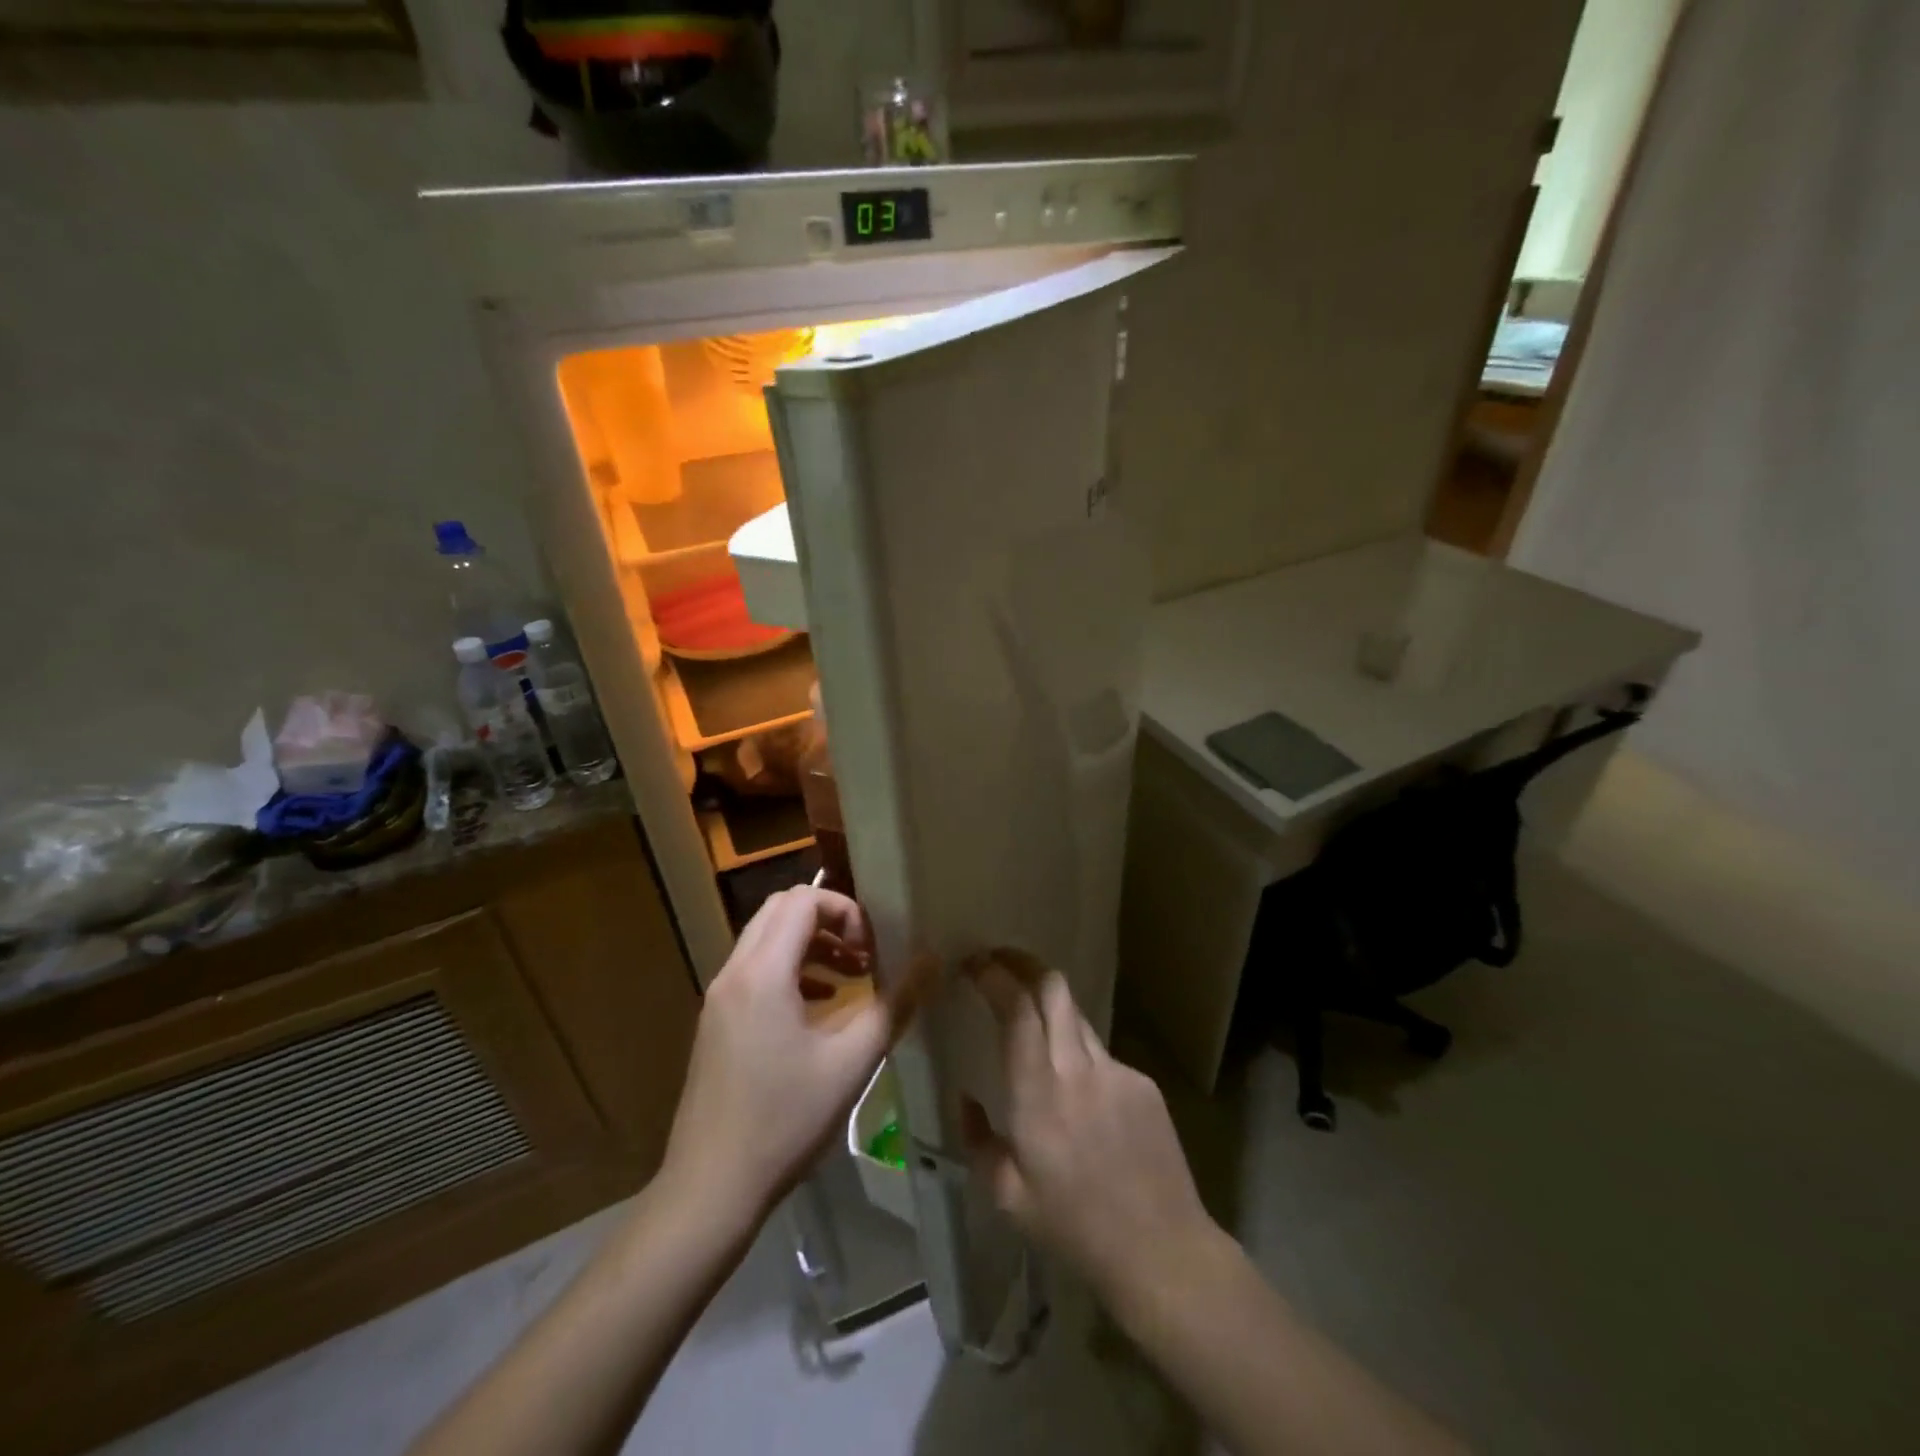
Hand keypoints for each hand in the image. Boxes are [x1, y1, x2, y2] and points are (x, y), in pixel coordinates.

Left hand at [662, 887, 909, 1225]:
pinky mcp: (715, 1022)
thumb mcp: (852, 1062)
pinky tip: (818, 1008)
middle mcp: (734, 973)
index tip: (873, 949)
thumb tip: (931, 960)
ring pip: (765, 939)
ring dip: (809, 945)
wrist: (710, 1189)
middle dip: (828, 921)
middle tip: (864, 955)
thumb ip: (895, 1004)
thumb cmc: (785, 1121)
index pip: (802, 900)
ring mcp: (718, 998)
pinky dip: (789, 970)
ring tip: (850, 978)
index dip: (845, 911)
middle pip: (780, 910)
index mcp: (762, 973)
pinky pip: (754, 970)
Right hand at [963, 949, 1216, 1307]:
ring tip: (1031, 1027)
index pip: (1018, 1009)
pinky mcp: (1143, 1083)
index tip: (972, 964)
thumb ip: (977, 1139)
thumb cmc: (1075, 1229)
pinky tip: (1079, 1097)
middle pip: (1054, 987)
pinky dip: (1078, 1054)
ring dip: (1048, 1008)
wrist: (1162, 1251)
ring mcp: (1117, 1071)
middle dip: (1022, 963)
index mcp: (1039, 1095)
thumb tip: (966, 1097)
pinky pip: (1100, 1053)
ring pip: (1076, 1016)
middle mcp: (1078, 1069)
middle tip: (998, 963)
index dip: (994, 976)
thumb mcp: (1007, 1197)